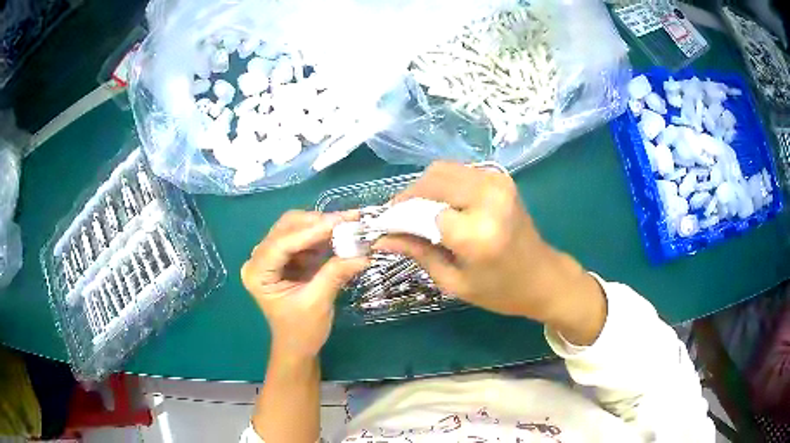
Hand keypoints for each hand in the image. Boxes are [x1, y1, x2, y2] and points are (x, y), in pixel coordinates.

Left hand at [241, 211, 368, 357]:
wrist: (297, 347)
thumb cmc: (302, 331)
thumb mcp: (318, 302)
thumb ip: (335, 274)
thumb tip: (363, 253)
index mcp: (258, 273)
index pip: (282, 244)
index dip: (311, 230)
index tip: (340, 221)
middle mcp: (259, 260)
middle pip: (286, 228)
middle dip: (317, 223)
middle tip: (348, 220)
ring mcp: (270, 257)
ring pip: (295, 228)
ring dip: (321, 226)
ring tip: (348, 226)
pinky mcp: (284, 259)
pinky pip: (302, 238)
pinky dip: (321, 236)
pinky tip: (339, 236)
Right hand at [375, 162, 605, 344]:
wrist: (543, 277)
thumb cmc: (500, 291)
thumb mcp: (454, 282)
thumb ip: (417, 253)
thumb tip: (382, 238)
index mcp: (476, 233)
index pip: (423, 211)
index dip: (399, 218)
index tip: (385, 228)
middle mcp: (488, 198)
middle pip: (432, 181)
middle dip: (409, 197)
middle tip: (398, 218)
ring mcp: (497, 183)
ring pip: (443, 170)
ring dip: (425, 188)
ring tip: (417, 212)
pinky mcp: (501, 179)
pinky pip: (460, 171)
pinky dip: (443, 184)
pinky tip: (441, 205)